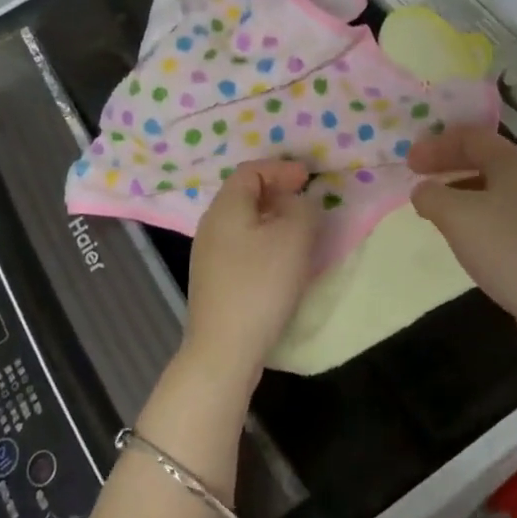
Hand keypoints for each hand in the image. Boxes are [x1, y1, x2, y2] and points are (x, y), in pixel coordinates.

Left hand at [183, 159, 319, 387]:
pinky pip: (240, 244)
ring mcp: (208, 254)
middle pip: (244, 194)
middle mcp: (211, 224)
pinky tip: (280, 259)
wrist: (224, 348)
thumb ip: (303, 208)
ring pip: (243, 221)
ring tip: (298, 229)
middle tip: (306, 199)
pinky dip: (263, 240)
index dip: (281, 169)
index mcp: (226, 206)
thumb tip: (298, 202)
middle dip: (277, 191)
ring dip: (271, 217)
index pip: (251, 171)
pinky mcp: (213, 279)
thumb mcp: (294, 237)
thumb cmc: (261, 284)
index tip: (308, 177)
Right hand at [408, 127, 516, 345]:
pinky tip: (464, 237)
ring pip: (492, 188)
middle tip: (417, 178)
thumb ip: (431, 195)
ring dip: (459, 191)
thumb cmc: (508, 249)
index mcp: (514, 161)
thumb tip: (423, 191)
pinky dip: (476, 216)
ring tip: (434, 208)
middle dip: (447, 164)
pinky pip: (502, 215)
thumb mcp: (456, 216)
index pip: (470, 137)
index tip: (408, 163)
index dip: (435, 144)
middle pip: (483, 159)